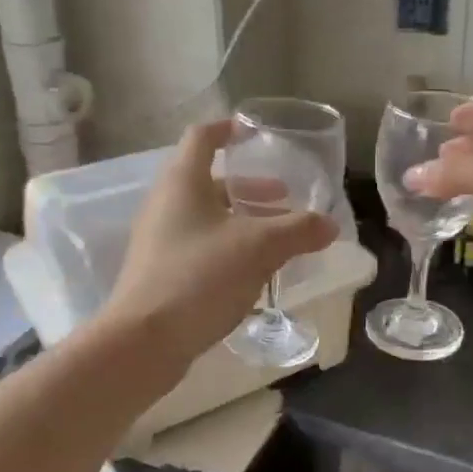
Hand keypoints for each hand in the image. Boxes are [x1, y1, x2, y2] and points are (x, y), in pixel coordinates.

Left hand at [104, 121, 338, 366]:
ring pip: (206, 216)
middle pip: (209, 181)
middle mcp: (165, 204)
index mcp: (182, 182)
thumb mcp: (259, 248)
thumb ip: (298, 231)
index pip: (202, 137)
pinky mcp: (160, 272)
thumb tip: (329, 225)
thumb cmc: (200, 276)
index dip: (227, 130)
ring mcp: (159, 240)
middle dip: (249, 188)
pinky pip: (200, 245)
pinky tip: (255, 270)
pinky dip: (229, 245)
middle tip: (284, 197)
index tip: (253, 134)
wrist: (144, 341)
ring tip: (277, 237)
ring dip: (242, 219)